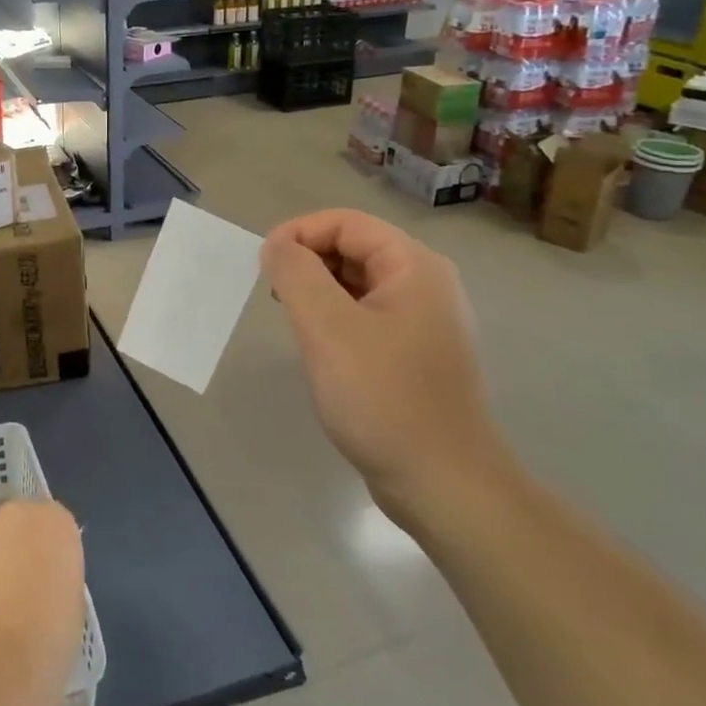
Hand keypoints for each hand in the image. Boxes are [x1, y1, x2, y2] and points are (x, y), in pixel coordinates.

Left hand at [0, 500, 84, 705]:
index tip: (51, 579)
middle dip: (17, 549)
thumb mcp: (73, 601)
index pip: (54, 523)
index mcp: (53, 521)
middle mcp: (12, 516)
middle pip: (16, 525)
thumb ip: (56, 575)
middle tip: (23, 589)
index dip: (51, 552)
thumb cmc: (51, 637)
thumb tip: (41, 580)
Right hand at [261, 211, 511, 517]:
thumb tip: (276, 245)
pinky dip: (335, 319)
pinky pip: (366, 316)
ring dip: (318, 292)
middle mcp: (425, 284)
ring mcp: (423, 321)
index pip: (345, 222)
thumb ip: (296, 274)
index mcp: (414, 266)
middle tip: (275, 298)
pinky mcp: (414, 354)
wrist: (443, 483)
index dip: (298, 233)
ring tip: (293, 323)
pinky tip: (320, 350)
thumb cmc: (383, 398)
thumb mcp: (328, 329)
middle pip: (353, 248)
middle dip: (307, 262)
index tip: (262, 266)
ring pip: (357, 284)